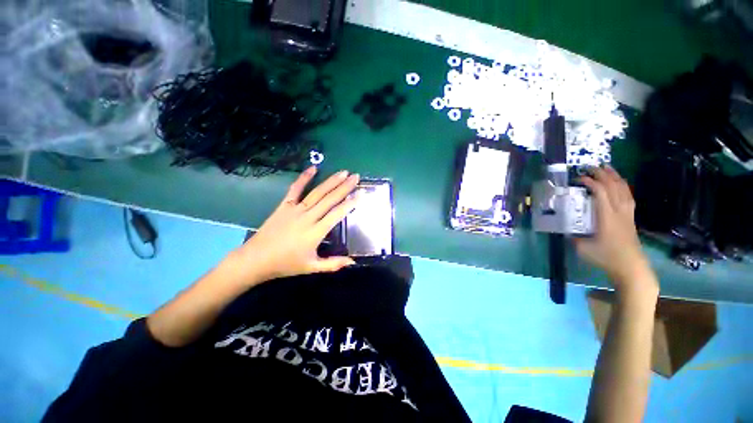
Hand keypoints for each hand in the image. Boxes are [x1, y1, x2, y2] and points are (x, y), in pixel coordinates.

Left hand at [220, 167, 359, 286]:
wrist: (256, 259)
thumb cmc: (286, 264)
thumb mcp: (312, 267)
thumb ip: (333, 264)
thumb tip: (353, 262)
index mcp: (316, 232)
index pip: (337, 214)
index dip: (350, 203)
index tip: (361, 193)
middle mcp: (308, 217)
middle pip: (329, 199)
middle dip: (344, 187)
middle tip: (356, 176)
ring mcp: (295, 209)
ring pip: (317, 192)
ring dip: (331, 181)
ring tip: (343, 172)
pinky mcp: (284, 206)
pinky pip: (295, 189)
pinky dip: (304, 178)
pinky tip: (313, 168)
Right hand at [576, 167, 656, 296]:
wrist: (631, 267)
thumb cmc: (606, 257)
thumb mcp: (583, 248)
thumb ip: (573, 236)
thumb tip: (565, 230)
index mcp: (607, 217)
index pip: (601, 192)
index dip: (591, 182)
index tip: (579, 178)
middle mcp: (619, 211)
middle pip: (614, 187)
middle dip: (603, 174)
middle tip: (591, 167)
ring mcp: (627, 214)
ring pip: (624, 190)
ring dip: (615, 177)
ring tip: (607, 168)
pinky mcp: (630, 218)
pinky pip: (628, 196)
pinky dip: (623, 186)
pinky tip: (619, 184)